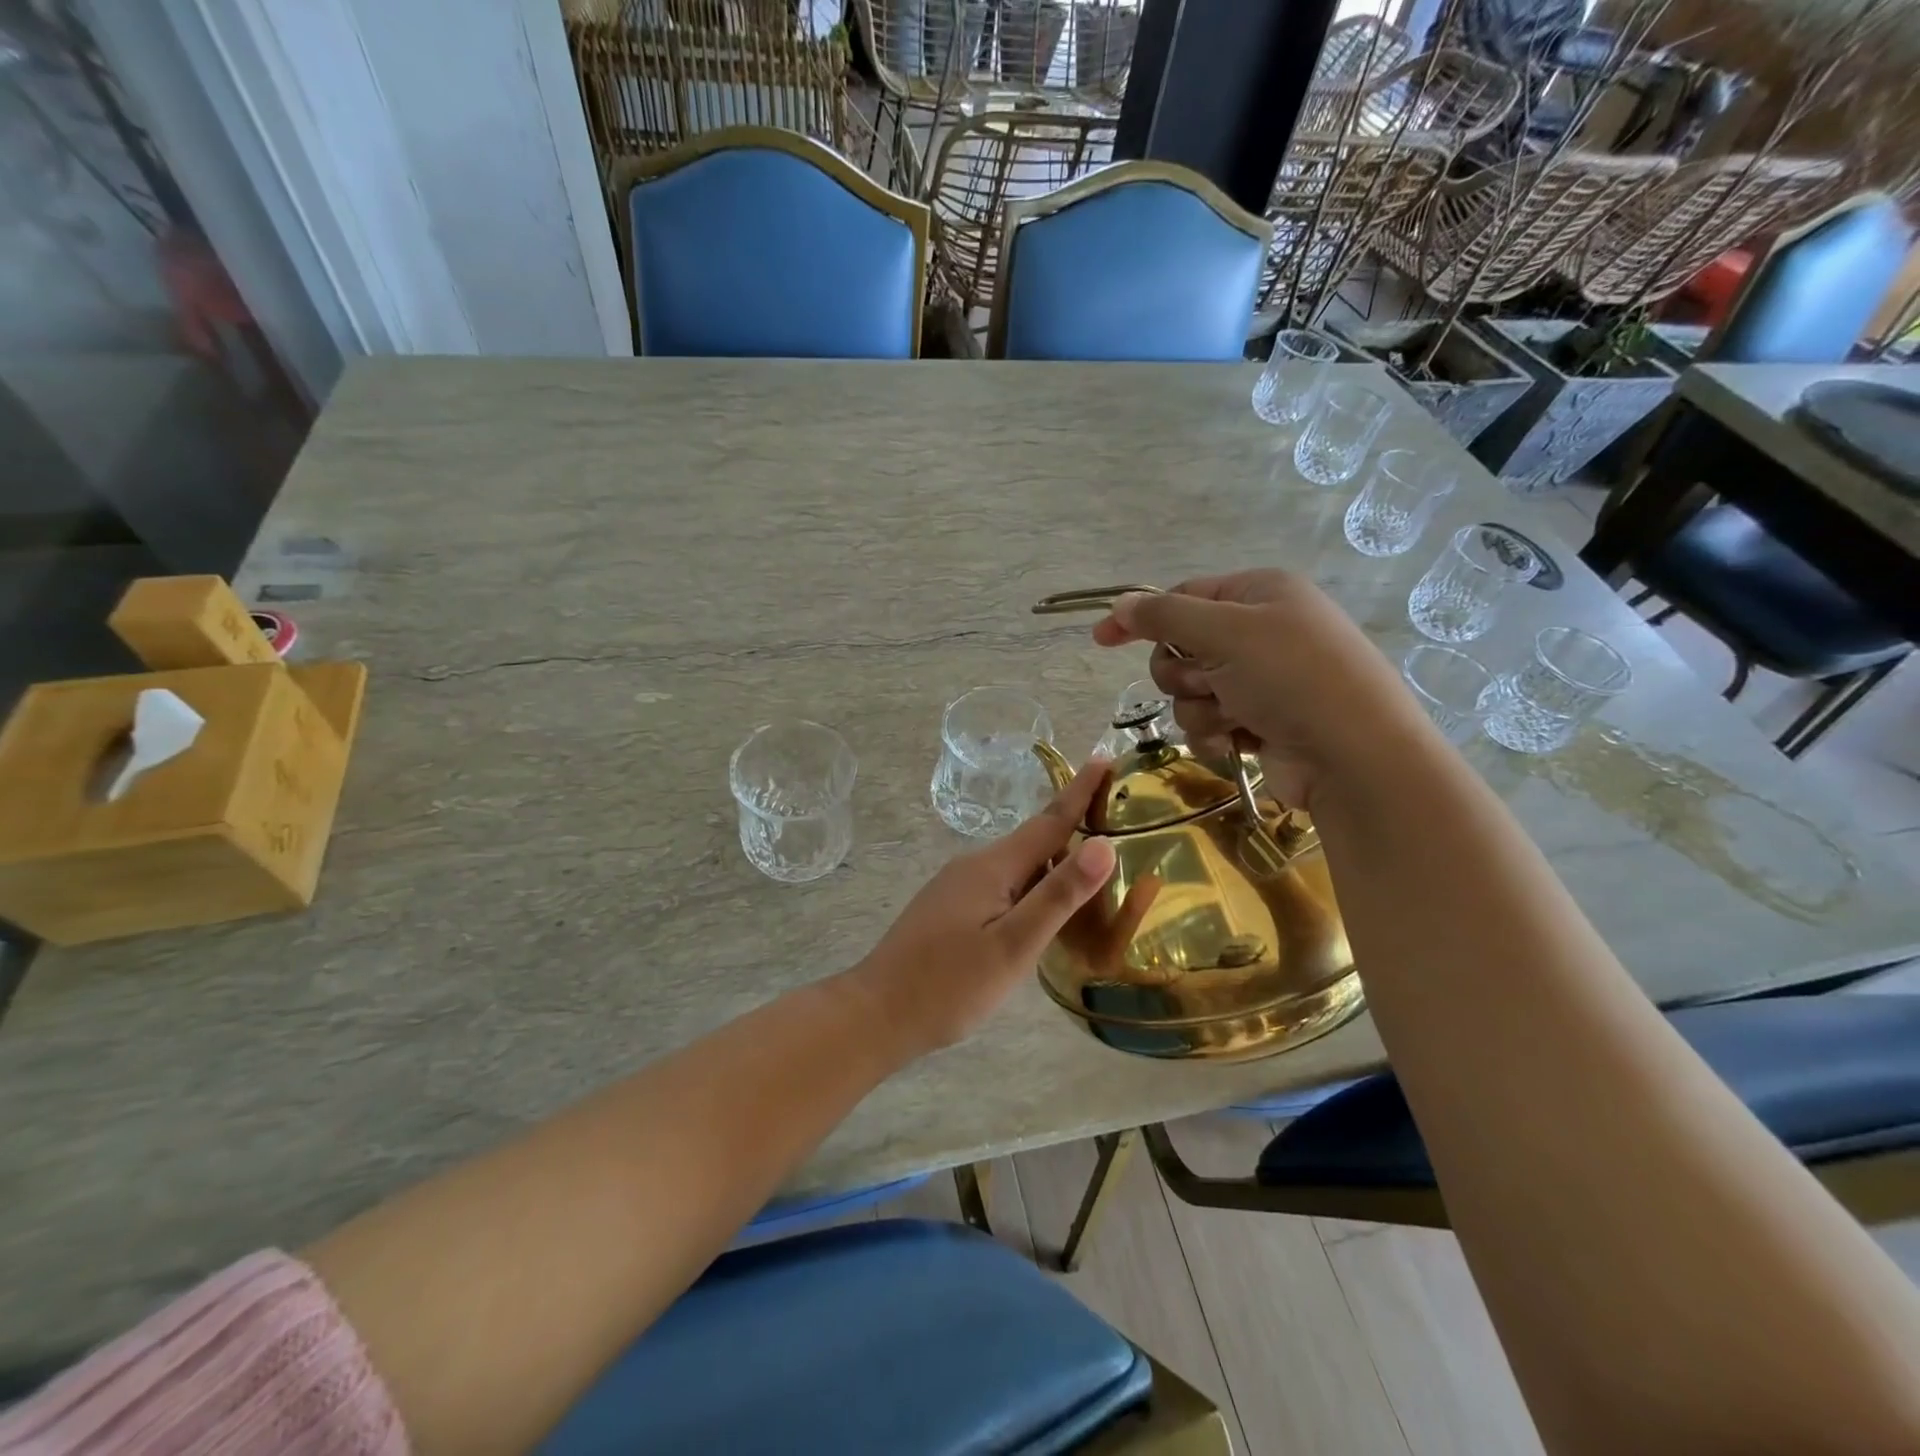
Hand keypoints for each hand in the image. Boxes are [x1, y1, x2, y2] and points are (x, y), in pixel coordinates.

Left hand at [845, 761, 1117, 1056]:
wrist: (877, 1014)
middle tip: (1115, 824)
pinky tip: (1041, 911)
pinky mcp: (949, 908)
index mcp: (992, 867)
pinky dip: (1030, 888)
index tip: (1104, 759)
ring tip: (1090, 875)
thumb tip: (1103, 844)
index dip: (1079, 791)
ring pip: (1017, 867)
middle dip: (1072, 829)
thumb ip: (1058, 895)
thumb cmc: (950, 985)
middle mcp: (973, 866)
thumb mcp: (1013, 945)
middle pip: (1034, 842)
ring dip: (1052, 864)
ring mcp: (956, 886)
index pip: (1048, 821)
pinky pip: (1001, 886)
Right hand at [1090, 570, 1413, 806]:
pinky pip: (1208, 722)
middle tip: (1207, 682)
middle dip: (1183, 672)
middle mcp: (1260, 633)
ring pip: (1190, 691)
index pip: (1183, 597)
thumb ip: (1166, 616)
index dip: (1142, 617)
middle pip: (1181, 647)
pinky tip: (1239, 742)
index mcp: (1259, 594)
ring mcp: (1261, 681)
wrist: (1355, 756)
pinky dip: (1215, 733)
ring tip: (1234, 717)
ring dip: (1200, 708)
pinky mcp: (1259, 722)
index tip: (1101, 638)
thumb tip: (1120, 604)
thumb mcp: (1227, 633)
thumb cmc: (1293, 679)